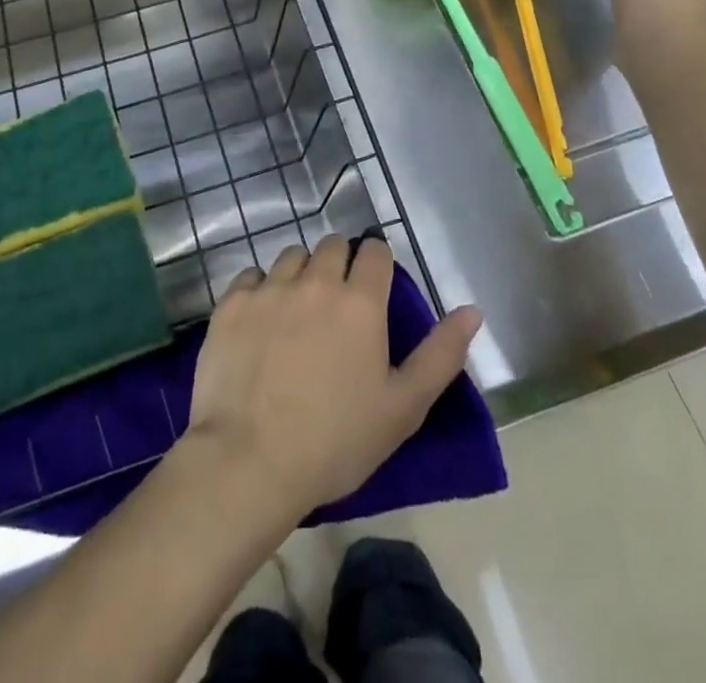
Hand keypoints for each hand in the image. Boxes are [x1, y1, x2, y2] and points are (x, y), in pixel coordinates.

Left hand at [182, 235, 482, 519]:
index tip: (374, 285)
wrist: (249, 460)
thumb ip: (441, 354)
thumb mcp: (403, 407)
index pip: (375, 251)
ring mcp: (269, 288)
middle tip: (338, 302)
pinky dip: (261, 289)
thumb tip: (473, 311)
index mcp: (360, 301)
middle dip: (340, 263)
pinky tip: (261, 321)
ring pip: (292, 256)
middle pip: (332, 245)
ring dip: (301, 272)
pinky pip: (251, 276)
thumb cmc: (335, 441)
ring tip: (299, 310)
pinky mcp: (232, 303)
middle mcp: (315, 280)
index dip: (377, 262)